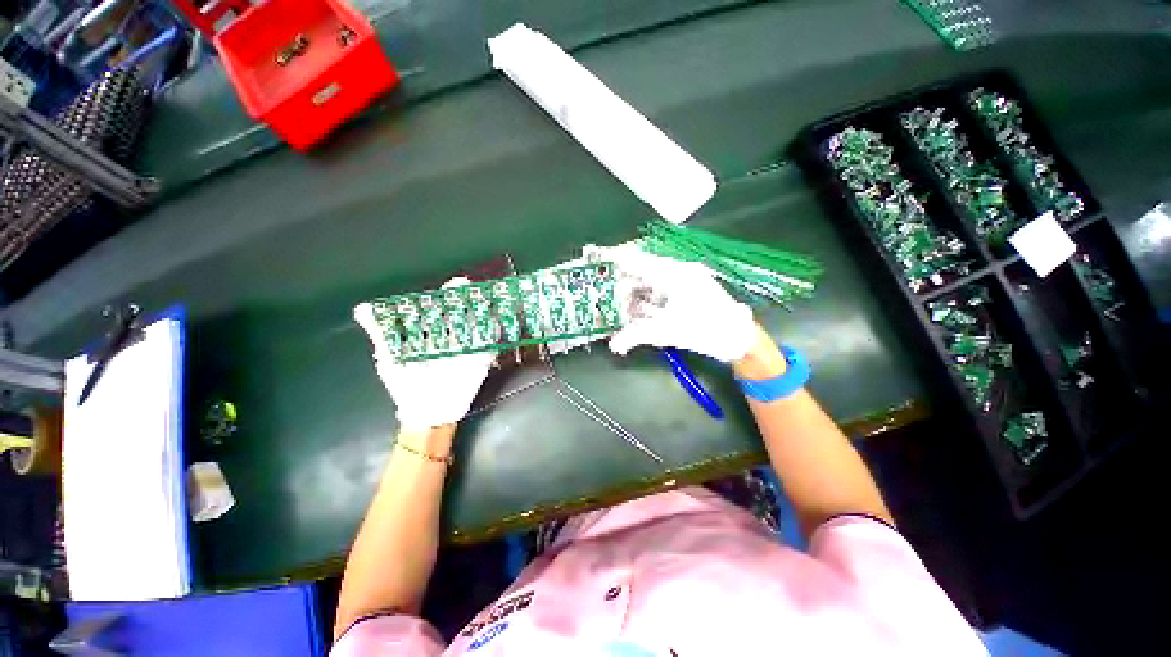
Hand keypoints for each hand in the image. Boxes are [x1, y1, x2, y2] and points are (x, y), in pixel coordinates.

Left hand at [353, 278, 496, 430]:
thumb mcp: (391, 358)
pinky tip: (502, 323)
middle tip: (479, 290)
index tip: (460, 282)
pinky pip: (490, 344)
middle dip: (471, 300)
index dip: (450, 294)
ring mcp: (468, 348)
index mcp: (431, 334)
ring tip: (493, 301)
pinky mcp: (481, 361)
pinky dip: (495, 334)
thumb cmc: (407, 386)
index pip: (442, 308)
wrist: (428, 414)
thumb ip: (382, 333)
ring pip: (479, 326)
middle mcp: (452, 337)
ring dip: (486, 313)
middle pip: (463, 313)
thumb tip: (361, 308)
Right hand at [587, 243, 757, 362]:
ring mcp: (678, 282)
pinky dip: (641, 303)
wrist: (737, 338)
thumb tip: (613, 344)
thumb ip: (637, 335)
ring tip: (611, 307)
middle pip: (637, 271)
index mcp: (672, 273)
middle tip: (598, 293)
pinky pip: (655, 293)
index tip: (591, 254)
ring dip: (628, 296)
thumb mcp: (668, 332)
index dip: (612, 256)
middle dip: (617, 283)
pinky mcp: (681, 292)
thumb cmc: (705, 330)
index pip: (635, 258)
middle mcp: (673, 272)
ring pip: (645, 283)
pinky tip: (630, 315)